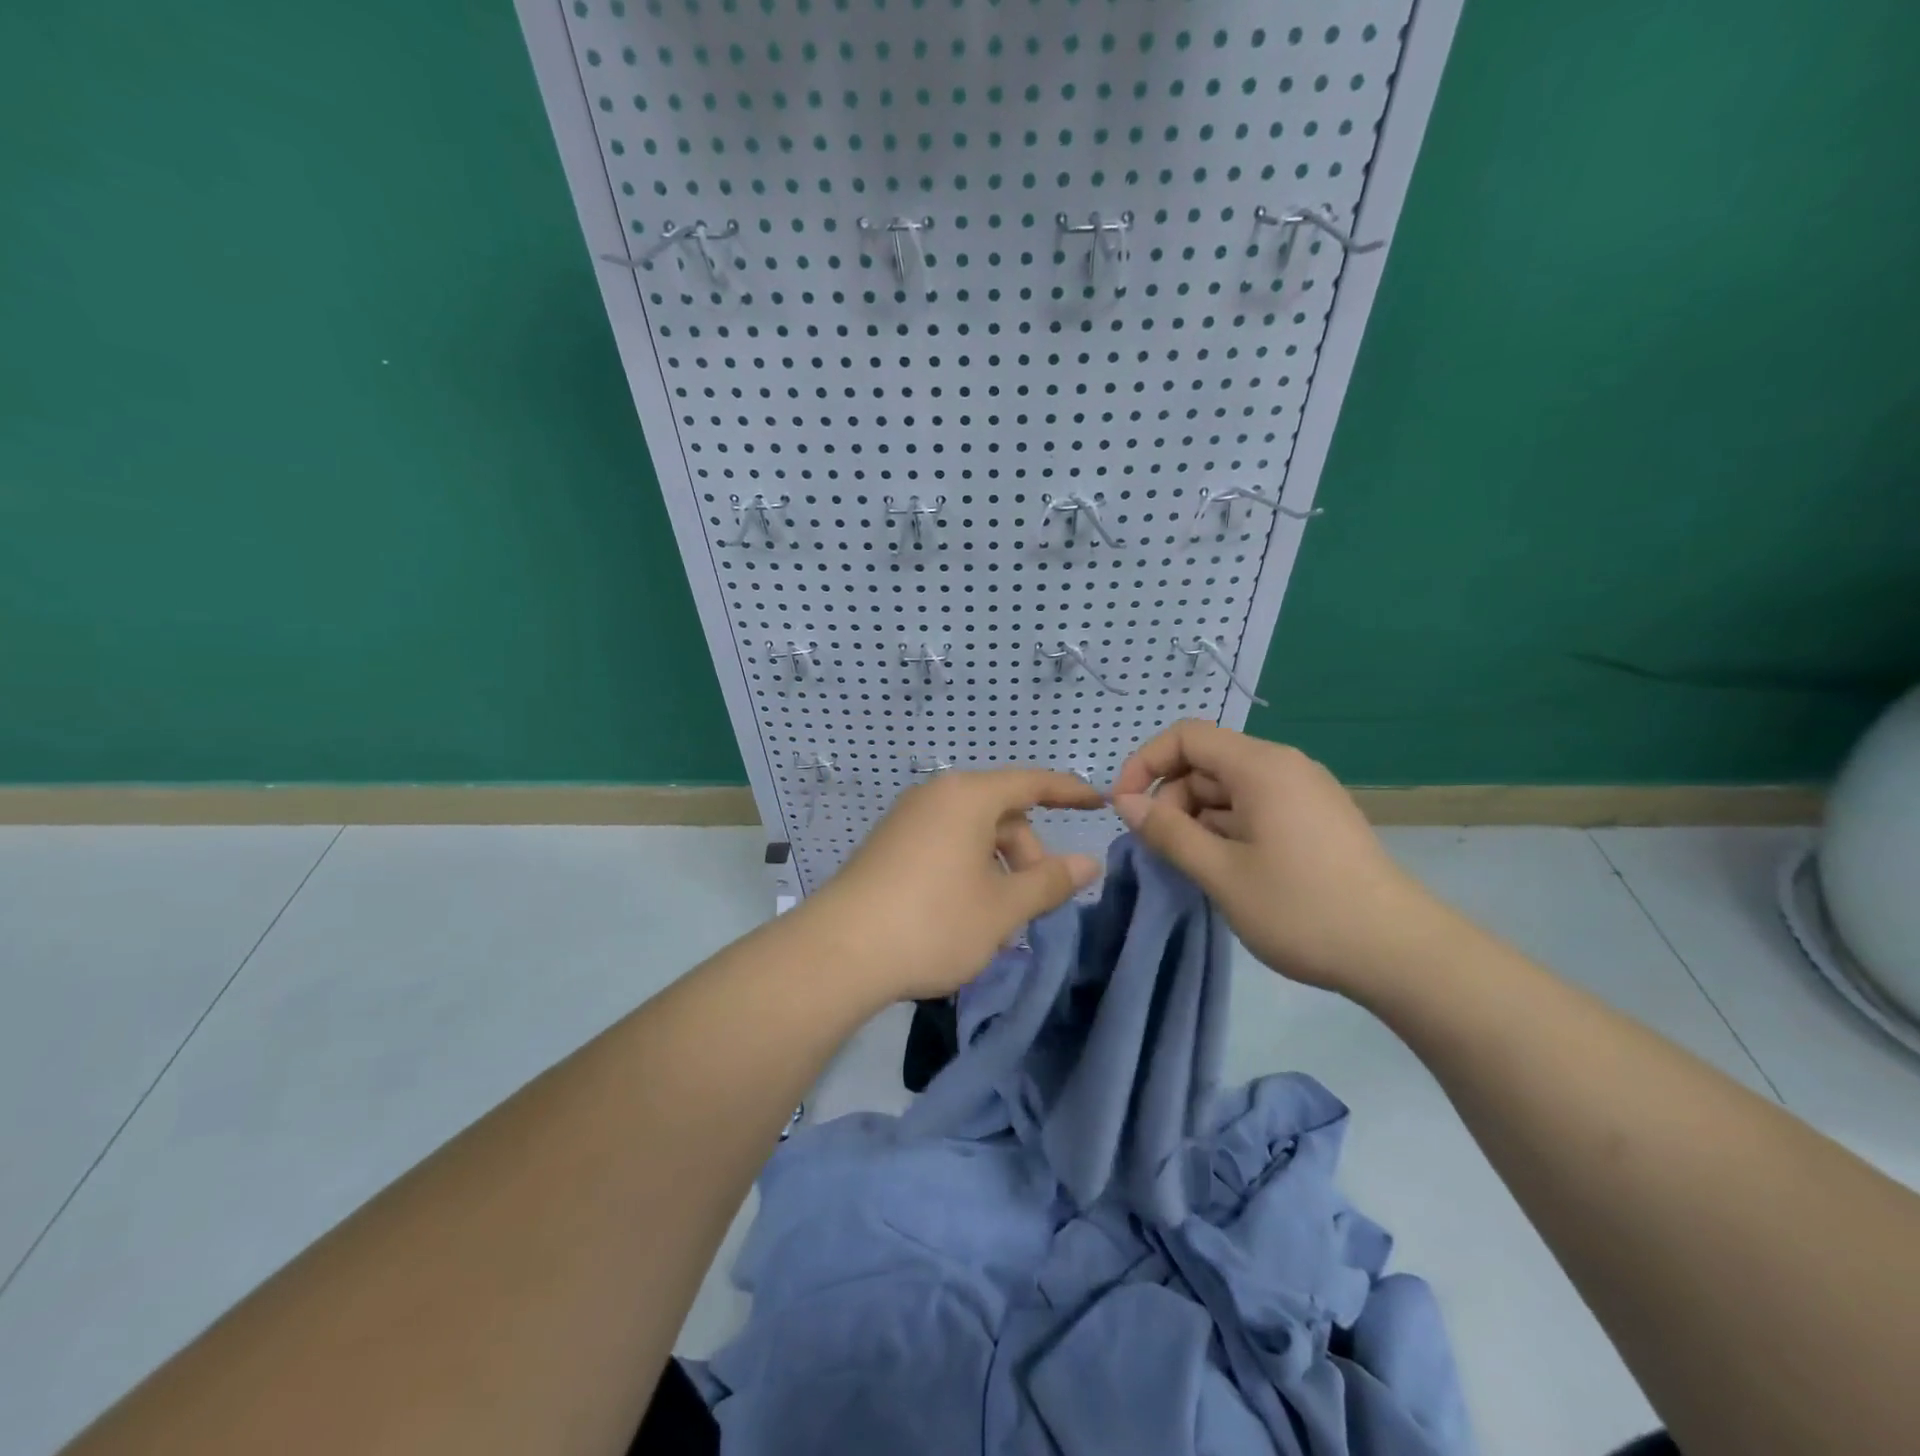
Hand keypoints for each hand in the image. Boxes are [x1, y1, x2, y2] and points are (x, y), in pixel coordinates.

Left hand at [806, 768, 1105, 1001]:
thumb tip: (1088, 862)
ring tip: (997, 920)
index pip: (1032, 782)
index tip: (1099, 803)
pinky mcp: (888, 845)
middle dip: (1027, 853)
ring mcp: (907, 819)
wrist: (839, 952)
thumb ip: (1049, 881)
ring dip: (997, 868)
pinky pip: (944, 844)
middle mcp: (936, 796)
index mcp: (968, 796)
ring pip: (972, 833)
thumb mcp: (1002, 908)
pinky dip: (967, 870)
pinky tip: (963, 914)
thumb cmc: (933, 922)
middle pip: (1001, 812)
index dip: (1070, 792)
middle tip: (1032, 905)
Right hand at [1111, 720, 1442, 993]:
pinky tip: (1228, 870)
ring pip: (1229, 788)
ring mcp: (1304, 792)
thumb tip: (1125, 802)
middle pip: (1207, 762)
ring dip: (1198, 819)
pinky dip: (1227, 829)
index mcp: (1261, 766)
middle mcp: (1284, 766)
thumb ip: (1168, 832)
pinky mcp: (1315, 819)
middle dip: (1172, 799)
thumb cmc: (1302, 909)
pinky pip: (1255, 807)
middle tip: (1163, 850)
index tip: (1124, 807)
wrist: (1400, 953)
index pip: (1186, 736)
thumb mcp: (1221, 873)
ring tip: (1197, 868)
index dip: (1145, 763)